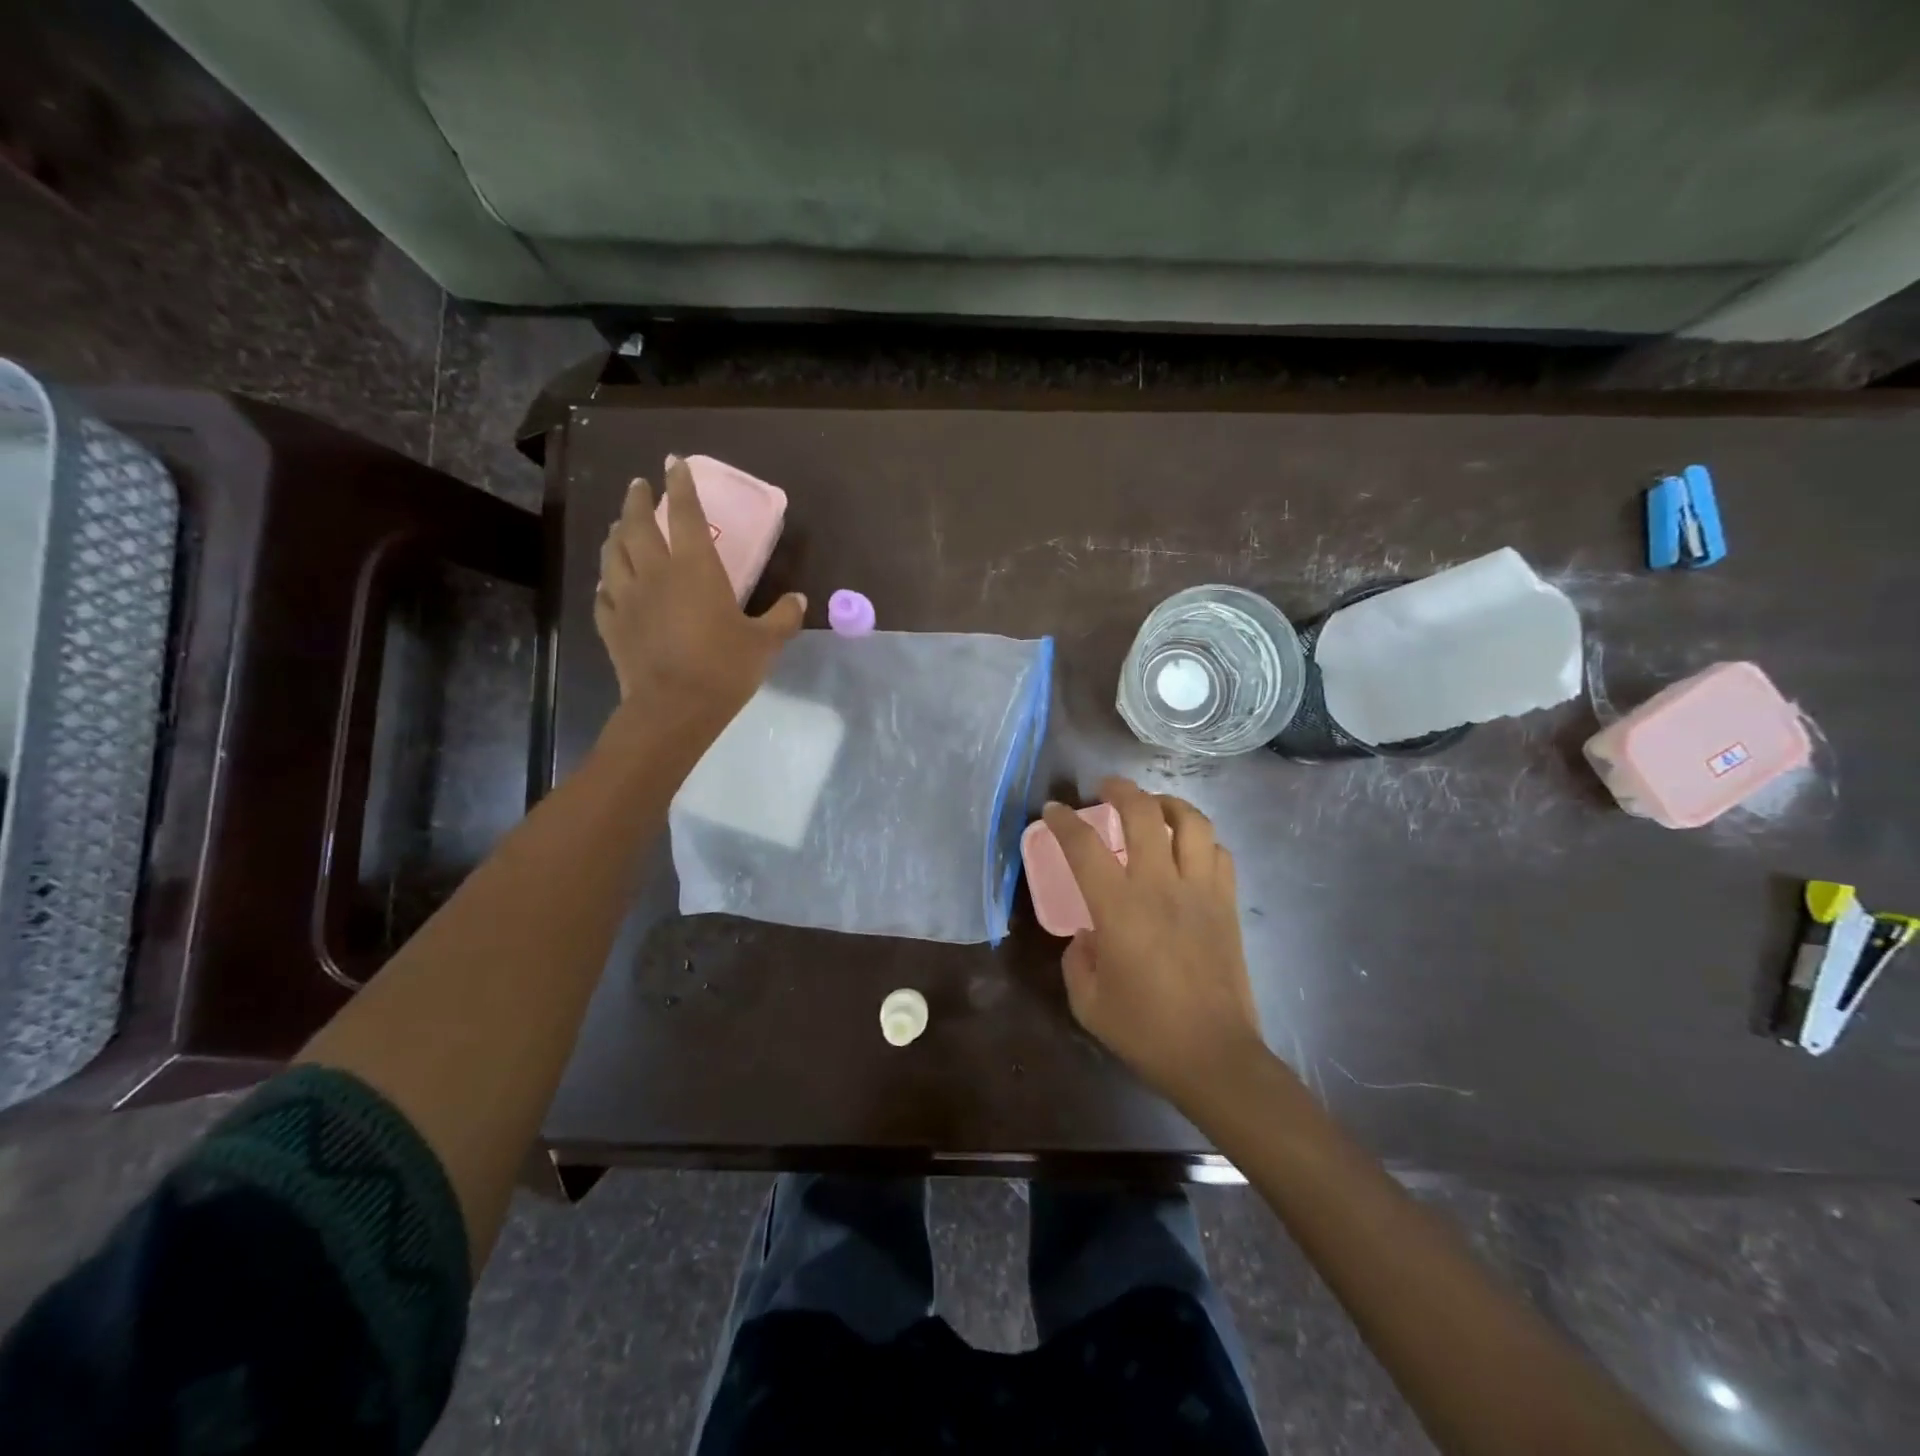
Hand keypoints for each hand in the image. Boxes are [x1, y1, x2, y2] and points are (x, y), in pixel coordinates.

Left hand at [594, 455, 804, 726]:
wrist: (673, 708)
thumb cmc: (724, 669)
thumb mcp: (765, 643)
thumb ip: (783, 617)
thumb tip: (799, 599)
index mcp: (695, 568)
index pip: (687, 514)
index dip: (681, 485)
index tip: (674, 462)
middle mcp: (655, 572)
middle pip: (638, 524)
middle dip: (638, 499)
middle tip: (639, 486)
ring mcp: (627, 597)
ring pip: (613, 552)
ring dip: (616, 532)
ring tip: (620, 524)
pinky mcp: (612, 623)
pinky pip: (603, 593)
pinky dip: (606, 580)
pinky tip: (608, 581)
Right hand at [1041, 777, 1264, 1110]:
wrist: (1214, 1055)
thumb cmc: (1145, 1030)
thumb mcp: (1088, 1002)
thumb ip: (1077, 959)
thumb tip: (1086, 934)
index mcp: (1119, 908)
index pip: (1084, 846)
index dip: (1063, 822)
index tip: (1053, 811)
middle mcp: (1160, 886)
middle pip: (1143, 813)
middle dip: (1120, 790)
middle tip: (1106, 788)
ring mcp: (1200, 891)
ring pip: (1191, 822)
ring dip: (1168, 803)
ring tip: (1153, 806)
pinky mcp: (1227, 904)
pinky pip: (1219, 852)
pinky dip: (1201, 839)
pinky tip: (1188, 847)